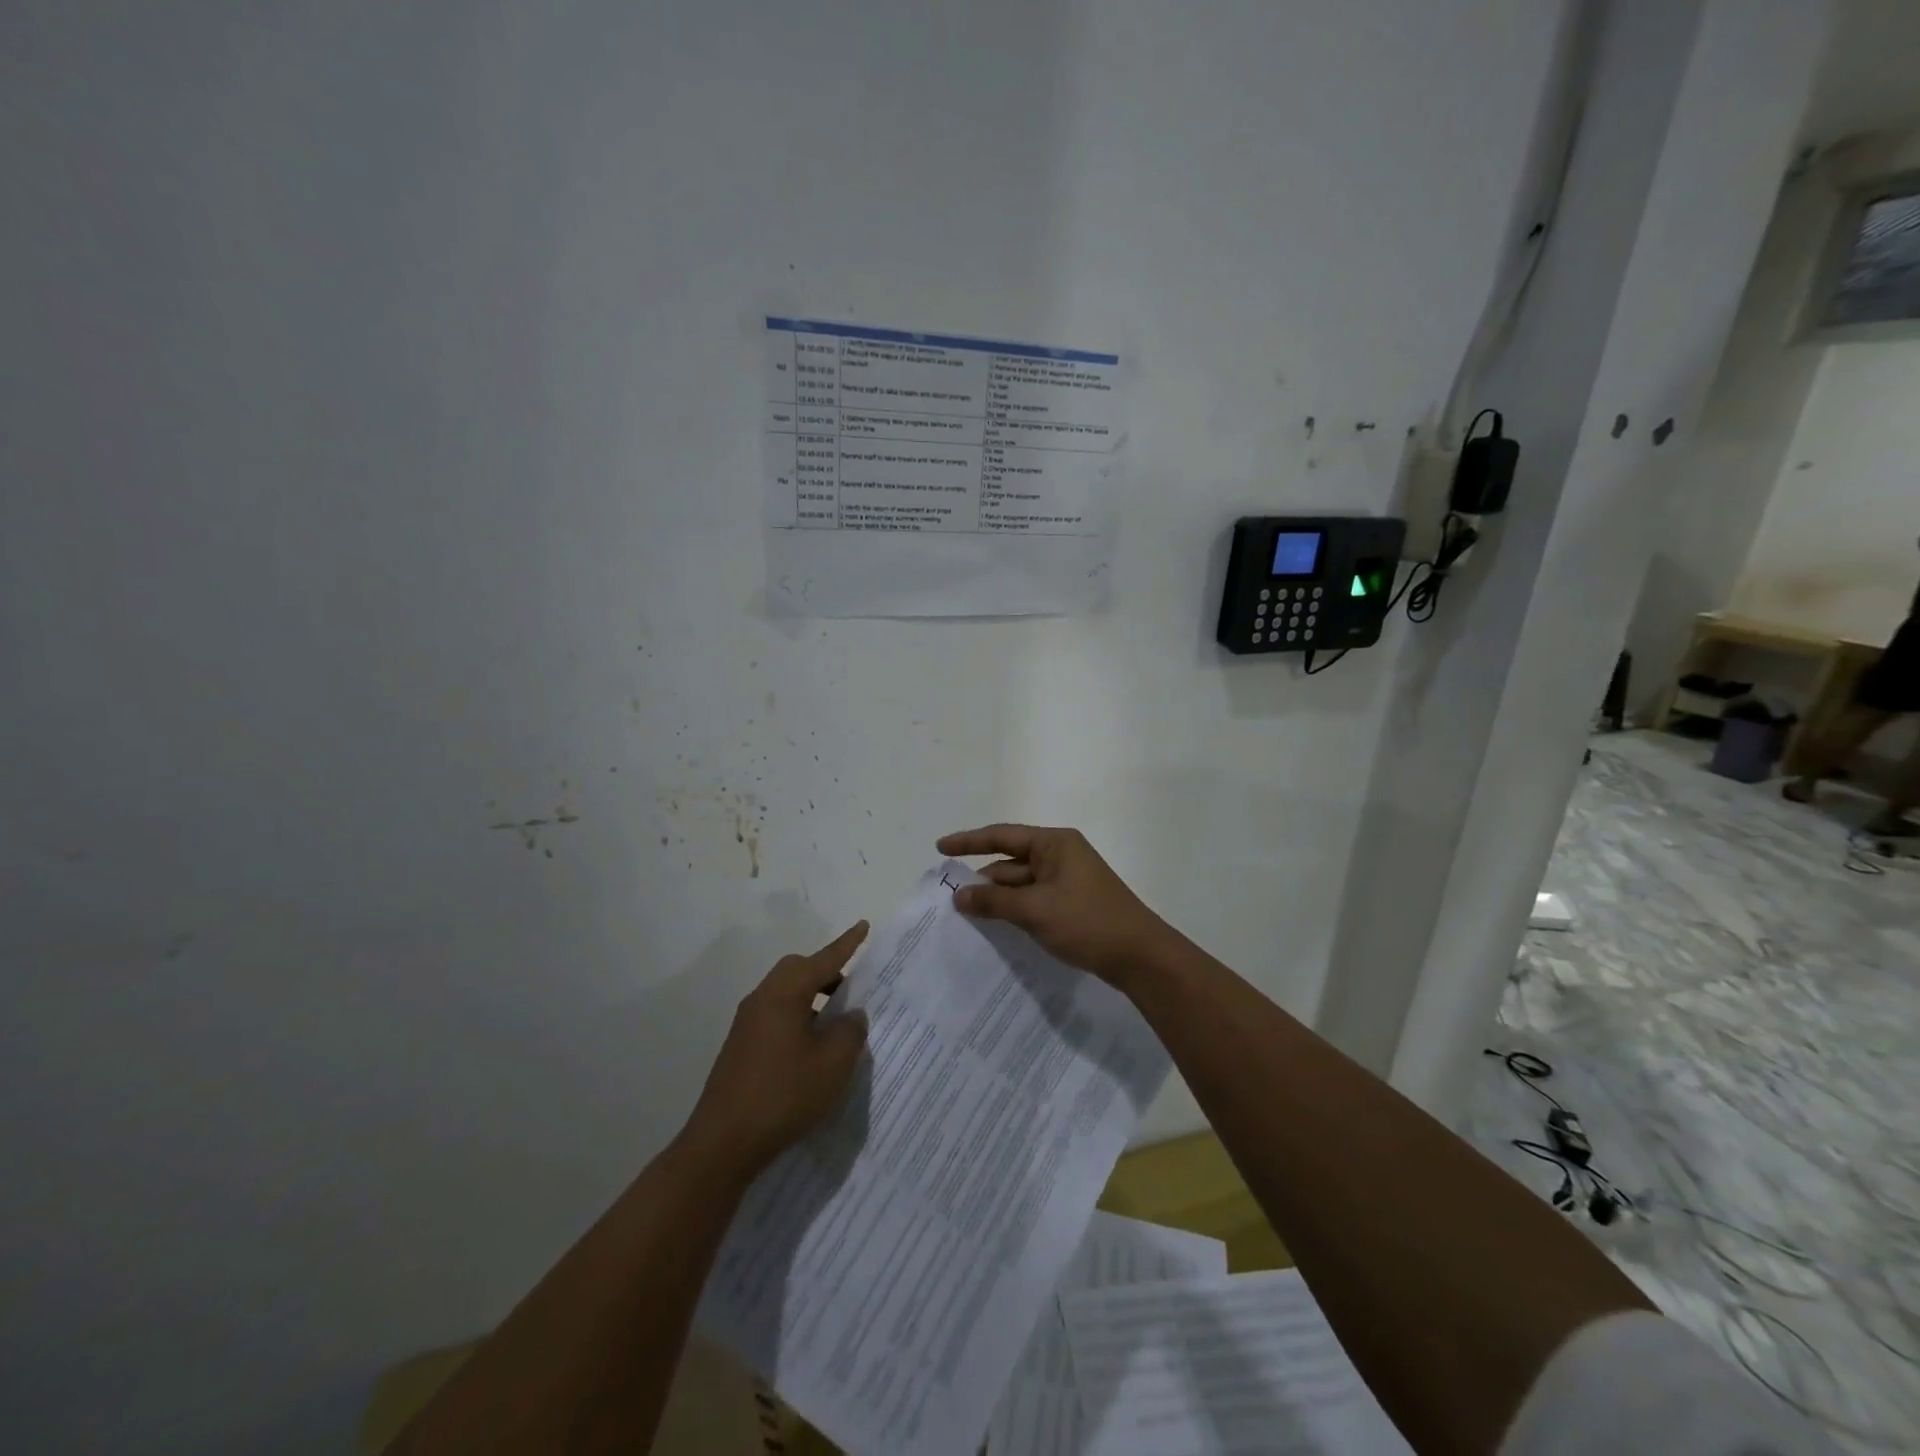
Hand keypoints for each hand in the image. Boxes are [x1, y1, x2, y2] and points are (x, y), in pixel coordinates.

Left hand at [682, 923, 870, 1176]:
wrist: (723, 1143)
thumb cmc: (784, 1094)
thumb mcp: (833, 1063)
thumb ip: (850, 1031)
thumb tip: (851, 1016)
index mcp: (785, 993)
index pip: (824, 959)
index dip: (847, 944)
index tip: (864, 925)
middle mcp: (762, 998)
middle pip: (798, 970)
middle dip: (827, 973)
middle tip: (852, 990)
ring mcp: (747, 1023)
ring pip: (786, 994)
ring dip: (812, 999)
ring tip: (836, 1025)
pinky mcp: (740, 1046)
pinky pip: (775, 1015)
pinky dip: (798, 1018)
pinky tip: (810, 1050)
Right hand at [935, 824, 1180, 985]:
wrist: (1140, 957)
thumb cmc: (1087, 922)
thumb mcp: (1035, 910)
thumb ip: (994, 901)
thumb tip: (959, 896)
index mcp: (1054, 844)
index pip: (1002, 836)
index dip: (969, 841)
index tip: (940, 848)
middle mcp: (1060, 855)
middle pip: (1010, 862)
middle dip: (982, 878)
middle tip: (948, 895)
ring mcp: (1067, 881)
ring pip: (1021, 884)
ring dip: (996, 898)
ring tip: (964, 914)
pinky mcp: (1071, 904)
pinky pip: (1033, 900)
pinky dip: (1013, 910)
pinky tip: (994, 926)